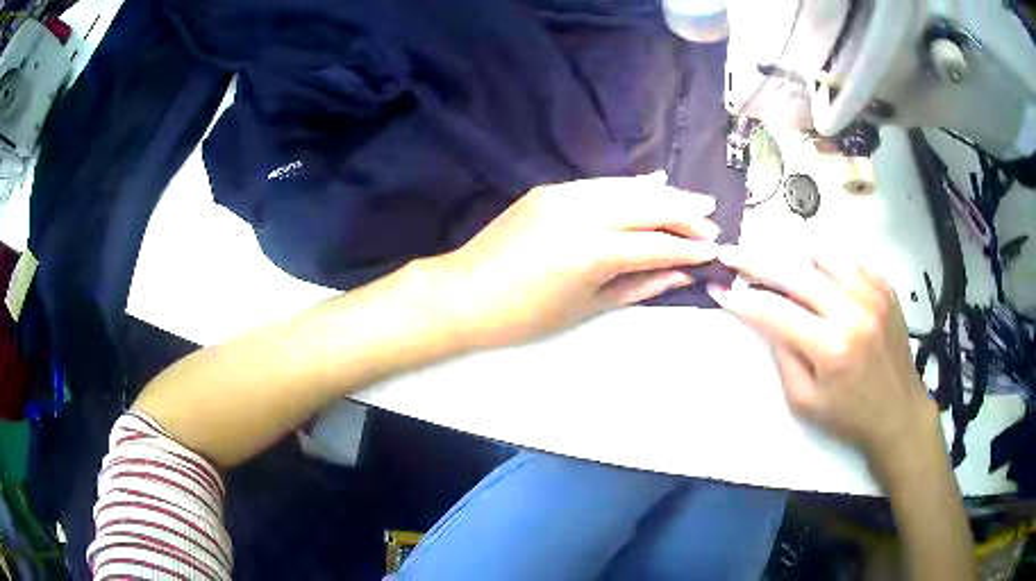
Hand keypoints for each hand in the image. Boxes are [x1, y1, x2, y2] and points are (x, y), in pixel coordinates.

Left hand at [425, 174, 719, 347]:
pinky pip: (601, 184)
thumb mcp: (587, 307)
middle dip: (684, 214)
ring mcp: (564, 195)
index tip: (714, 249)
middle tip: (713, 219)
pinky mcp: (550, 189)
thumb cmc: (524, 315)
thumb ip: (639, 286)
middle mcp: (583, 213)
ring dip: (663, 194)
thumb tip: (679, 274)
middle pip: (647, 207)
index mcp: (592, 252)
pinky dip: (630, 185)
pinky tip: (652, 184)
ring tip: (695, 200)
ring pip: (627, 188)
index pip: (655, 245)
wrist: (463, 292)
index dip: (687, 248)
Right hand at [707, 246, 939, 464]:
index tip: (719, 289)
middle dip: (756, 261)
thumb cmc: (849, 416)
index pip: (775, 311)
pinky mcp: (885, 288)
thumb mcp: (805, 401)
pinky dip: (827, 264)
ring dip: (795, 259)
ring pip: (823, 255)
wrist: (898, 411)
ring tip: (782, 270)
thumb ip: (784, 356)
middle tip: (732, 253)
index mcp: (830, 347)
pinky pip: (849, 261)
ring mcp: (873, 294)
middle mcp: (852, 311)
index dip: (742, 299)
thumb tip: (766, 318)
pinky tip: (821, 280)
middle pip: (795, 272)